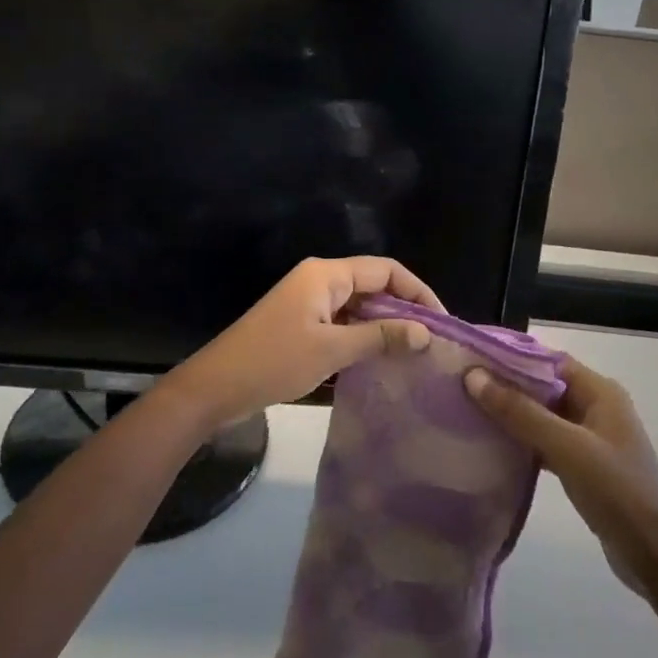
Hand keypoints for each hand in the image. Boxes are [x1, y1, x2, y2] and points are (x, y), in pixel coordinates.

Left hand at [165, 257, 439, 425]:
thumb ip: (380, 337)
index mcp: (326, 274)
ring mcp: (309, 303)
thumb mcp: (332, 350)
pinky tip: (381, 362)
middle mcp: (319, 280)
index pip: (385, 269)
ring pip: (359, 306)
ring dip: (384, 326)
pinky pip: (342, 323)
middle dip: (404, 310)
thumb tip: (426, 332)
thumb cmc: (274, 362)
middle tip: (433, 343)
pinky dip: (363, 338)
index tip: (442, 322)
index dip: (417, 291)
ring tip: (415, 355)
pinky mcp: (301, 325)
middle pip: (373, 285)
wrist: (215, 388)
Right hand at [465, 356, 657, 597]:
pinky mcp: (584, 467)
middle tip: (462, 385)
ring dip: (512, 414)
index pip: (549, 361)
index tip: (472, 358)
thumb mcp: (567, 447)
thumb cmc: (616, 491)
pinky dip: (523, 441)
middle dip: (507, 385)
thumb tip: (473, 376)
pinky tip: (493, 446)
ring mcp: (591, 439)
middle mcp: (597, 407)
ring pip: (543, 416)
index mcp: (600, 392)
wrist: (656, 557)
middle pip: (545, 387)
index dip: (512, 357)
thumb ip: (520, 412)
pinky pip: (547, 442)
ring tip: (469, 411)